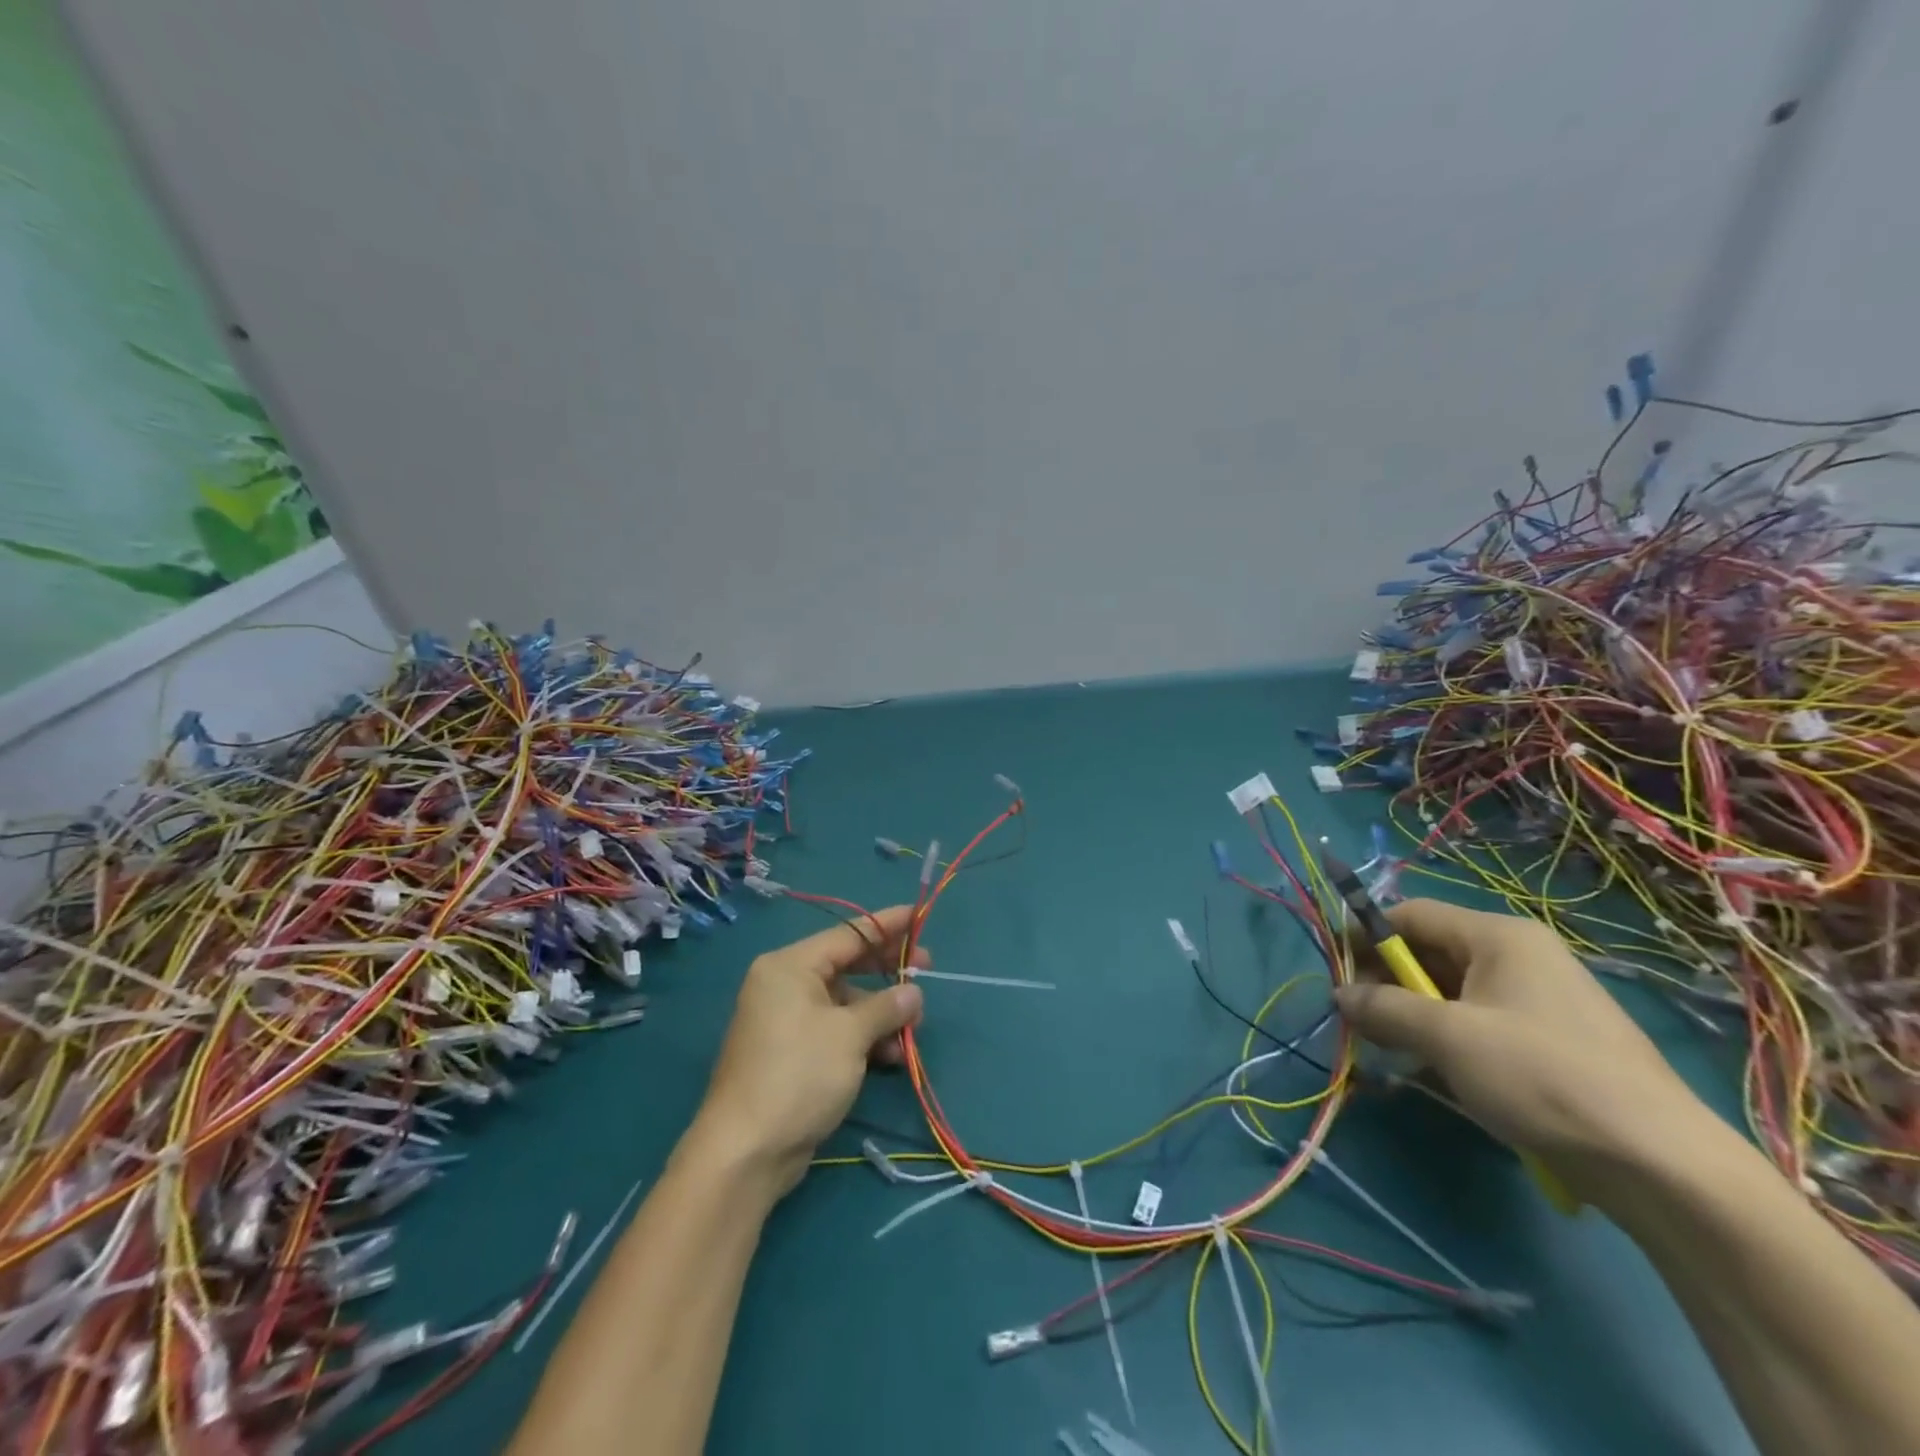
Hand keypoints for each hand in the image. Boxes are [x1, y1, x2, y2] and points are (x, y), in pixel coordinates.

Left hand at [690, 905, 926, 1196]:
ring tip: (912, 1031)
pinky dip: (863, 1039)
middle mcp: (785, 986)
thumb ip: (886, 1006)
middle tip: (925, 969)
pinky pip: (836, 1031)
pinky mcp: (792, 1055)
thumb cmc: (798, 1074)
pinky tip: (891, 1057)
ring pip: (845, 1003)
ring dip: (880, 1014)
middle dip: (887, 972)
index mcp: (790, 967)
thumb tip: (913, 992)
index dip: (886, 924)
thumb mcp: (849, 1035)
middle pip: (846, 966)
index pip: (847, 934)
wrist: (746, 1152)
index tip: (918, 915)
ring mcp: (787, 1022)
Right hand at [1333, 899, 1710, 1203]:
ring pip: (1452, 993)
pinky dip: (1447, 1041)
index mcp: (1499, 937)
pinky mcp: (1551, 1043)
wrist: (1662, 1166)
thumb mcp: (1447, 1038)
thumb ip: (1383, 1008)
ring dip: (1413, 1017)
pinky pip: (1480, 1025)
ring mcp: (1539, 1001)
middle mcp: (1519, 957)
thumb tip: (1339, 994)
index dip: (1366, 937)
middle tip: (1361, 1022)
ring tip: (1391, 1052)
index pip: (1410, 915)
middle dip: (1387, 984)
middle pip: (1430, 953)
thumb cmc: (1542, 1077)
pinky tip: (1435, 1074)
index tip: (1336, 974)